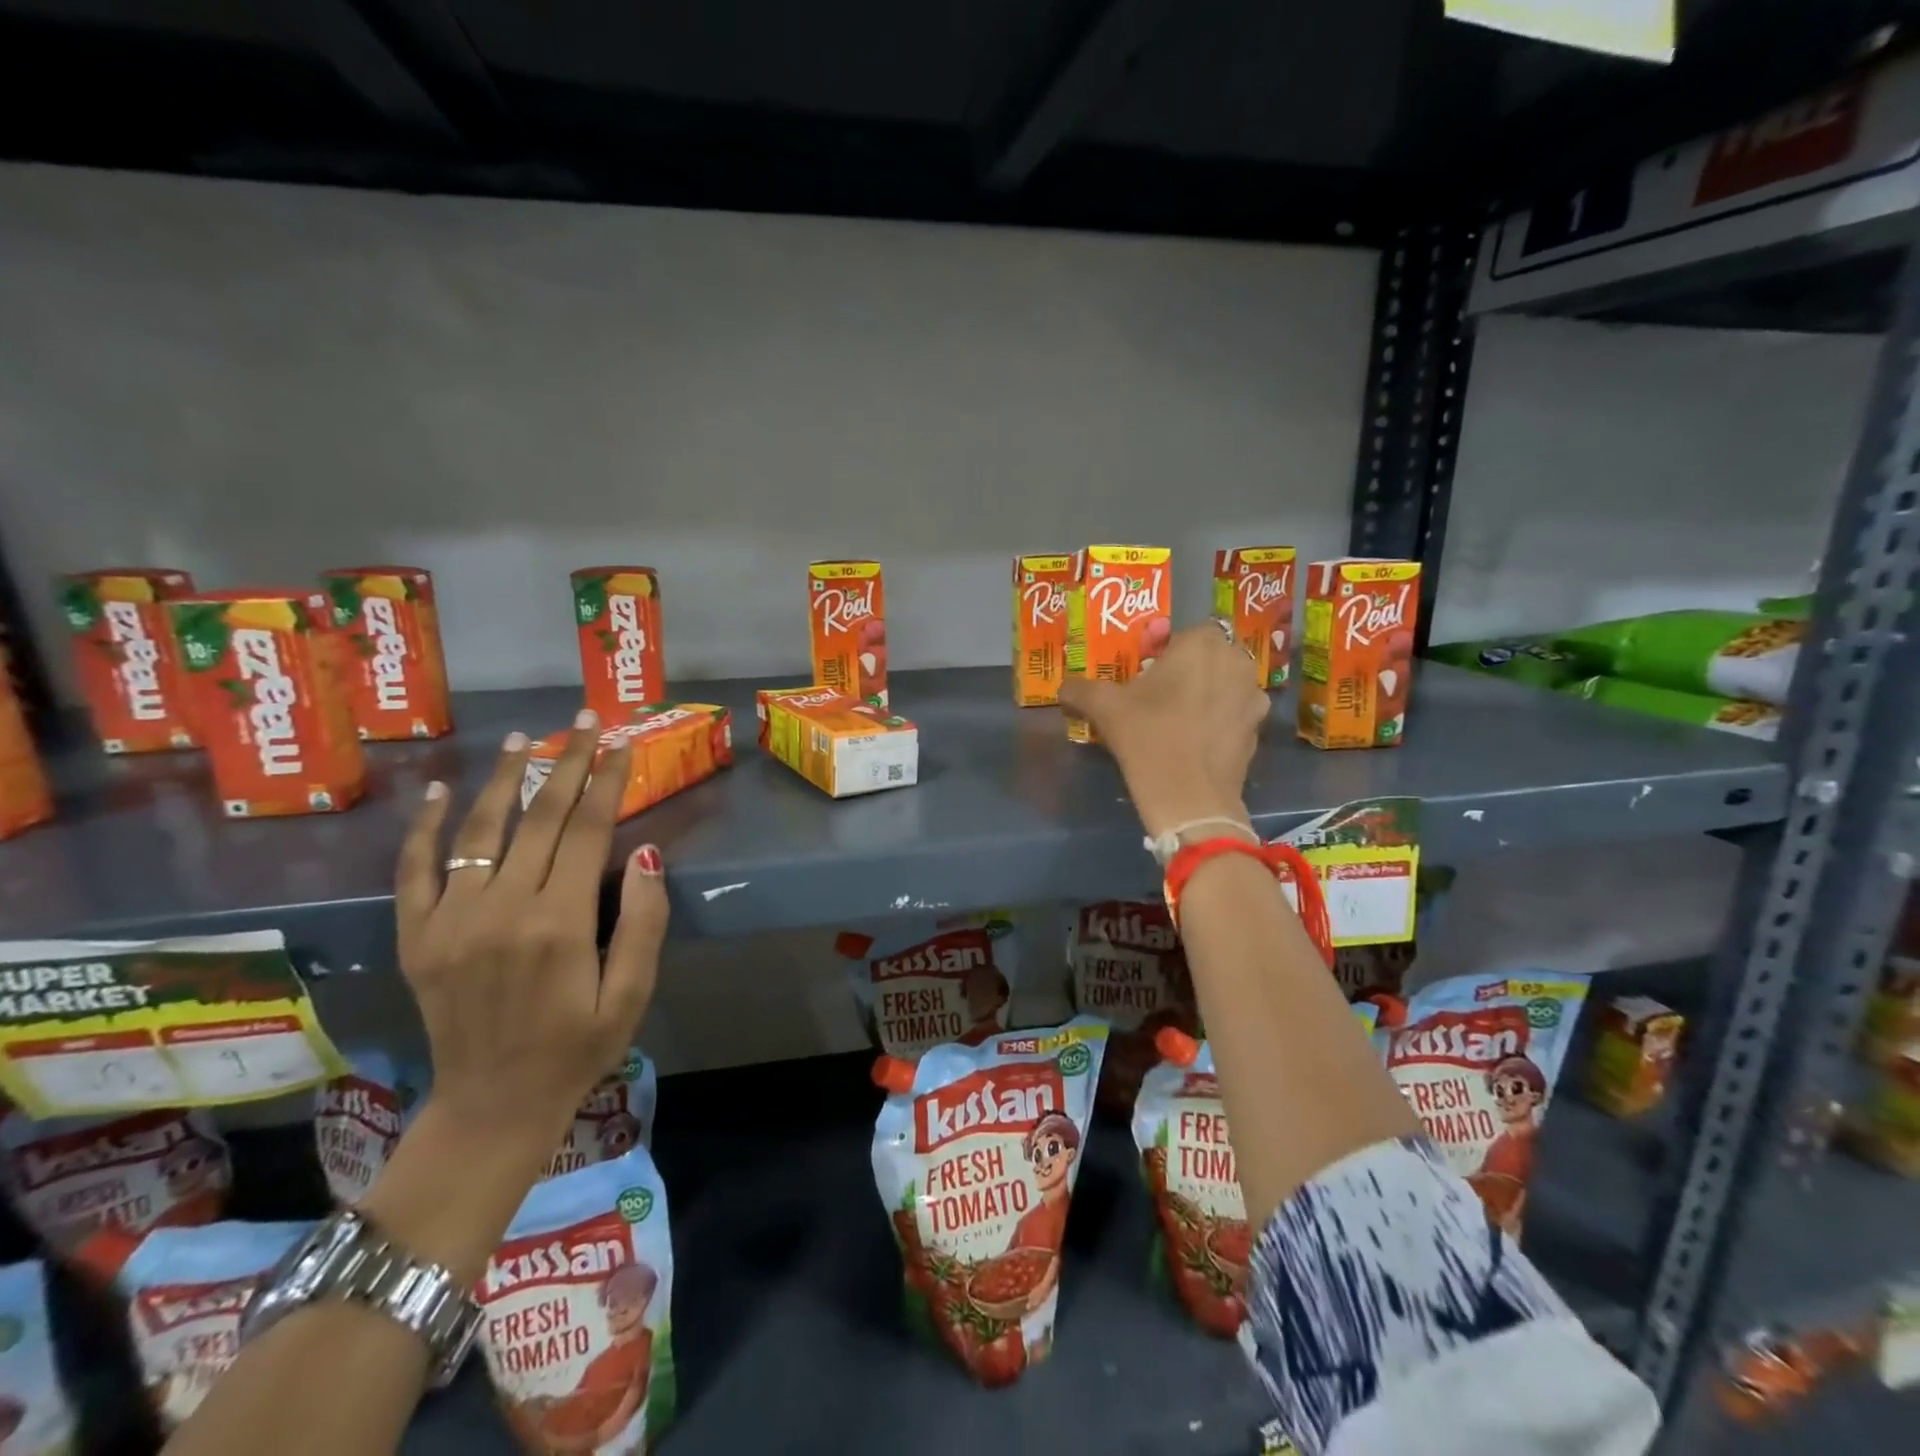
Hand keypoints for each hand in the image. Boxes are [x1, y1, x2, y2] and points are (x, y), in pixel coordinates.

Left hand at [395, 711, 669, 1160]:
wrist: (492, 1105)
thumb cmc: (578, 1048)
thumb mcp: (633, 993)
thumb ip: (642, 922)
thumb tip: (644, 853)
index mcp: (559, 922)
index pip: (589, 830)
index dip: (608, 781)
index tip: (622, 743)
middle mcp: (502, 908)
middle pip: (541, 817)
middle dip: (568, 762)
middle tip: (586, 720)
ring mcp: (451, 919)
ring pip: (481, 829)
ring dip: (505, 778)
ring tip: (524, 739)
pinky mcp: (418, 935)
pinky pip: (416, 869)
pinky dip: (427, 827)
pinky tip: (441, 790)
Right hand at [1058, 622, 1267, 837]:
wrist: (1190, 797)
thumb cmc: (1148, 737)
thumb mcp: (1104, 708)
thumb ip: (1080, 689)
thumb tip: (1063, 688)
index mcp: (1202, 643)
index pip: (1185, 631)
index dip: (1165, 649)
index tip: (1146, 672)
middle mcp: (1236, 661)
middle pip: (1208, 656)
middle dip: (1188, 670)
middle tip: (1159, 695)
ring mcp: (1252, 696)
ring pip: (1224, 684)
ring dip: (1206, 693)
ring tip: (1178, 719)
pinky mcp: (1257, 729)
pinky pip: (1233, 713)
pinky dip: (1218, 721)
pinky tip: (1195, 742)